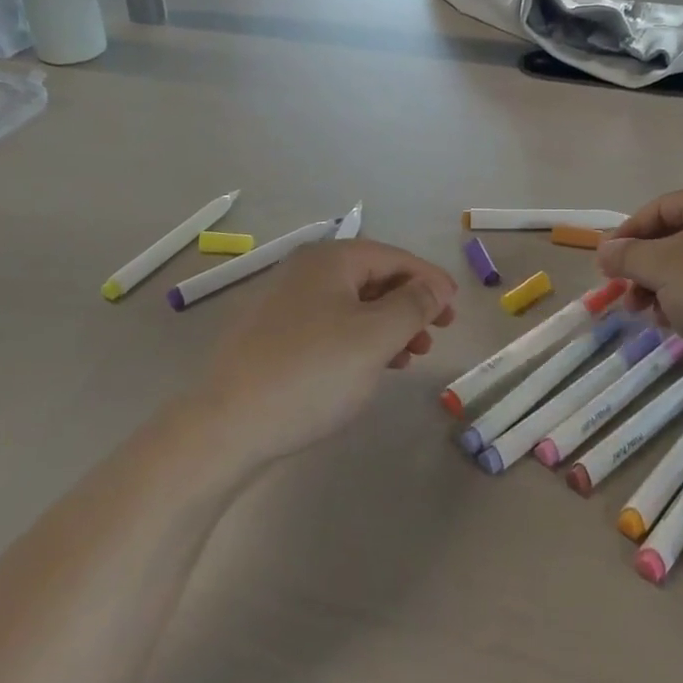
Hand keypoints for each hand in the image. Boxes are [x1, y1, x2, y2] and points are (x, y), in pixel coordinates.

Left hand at [190, 240, 457, 464]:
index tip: (455, 308)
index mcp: (328, 260)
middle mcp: (303, 271)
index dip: (430, 280)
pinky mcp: (273, 336)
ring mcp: (284, 303)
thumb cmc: (312, 373)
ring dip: (387, 325)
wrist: (227, 425)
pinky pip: (330, 326)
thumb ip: (413, 306)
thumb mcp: (375, 337)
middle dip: (409, 304)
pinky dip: (359, 340)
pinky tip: (371, 366)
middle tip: (437, 333)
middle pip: (372, 278)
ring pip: (351, 305)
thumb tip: (432, 289)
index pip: (393, 257)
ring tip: (410, 356)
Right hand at [597, 188, 682, 386]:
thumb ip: (625, 254)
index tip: (607, 262)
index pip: (661, 207)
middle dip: (645, 267)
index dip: (628, 233)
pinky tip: (678, 324)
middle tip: (626, 294)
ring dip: (664, 287)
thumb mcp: (659, 268)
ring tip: (649, 314)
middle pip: (677, 237)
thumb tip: (604, 250)